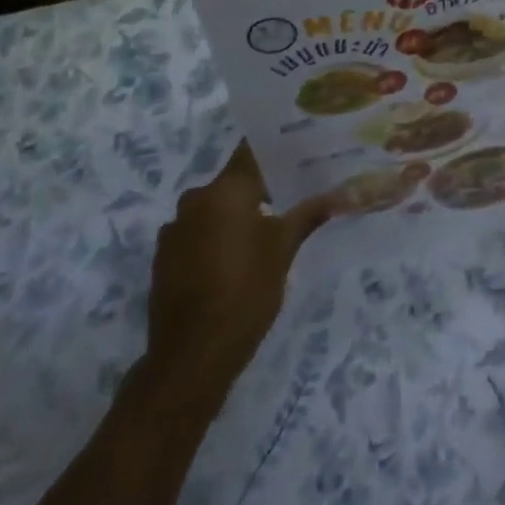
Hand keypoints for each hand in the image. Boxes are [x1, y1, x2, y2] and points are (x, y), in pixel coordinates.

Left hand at [138, 144, 333, 404]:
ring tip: (268, 225)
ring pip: (214, 208)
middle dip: (260, 186)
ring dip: (237, 213)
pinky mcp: (165, 258)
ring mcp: (174, 230)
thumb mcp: (283, 250)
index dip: (274, 149)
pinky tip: (237, 256)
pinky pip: (197, 232)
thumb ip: (307, 215)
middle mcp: (195, 200)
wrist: (191, 356)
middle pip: (233, 181)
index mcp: (225, 190)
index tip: (297, 149)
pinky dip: (217, 236)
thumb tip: (340, 193)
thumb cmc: (245, 291)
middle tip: (292, 191)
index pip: (250, 152)